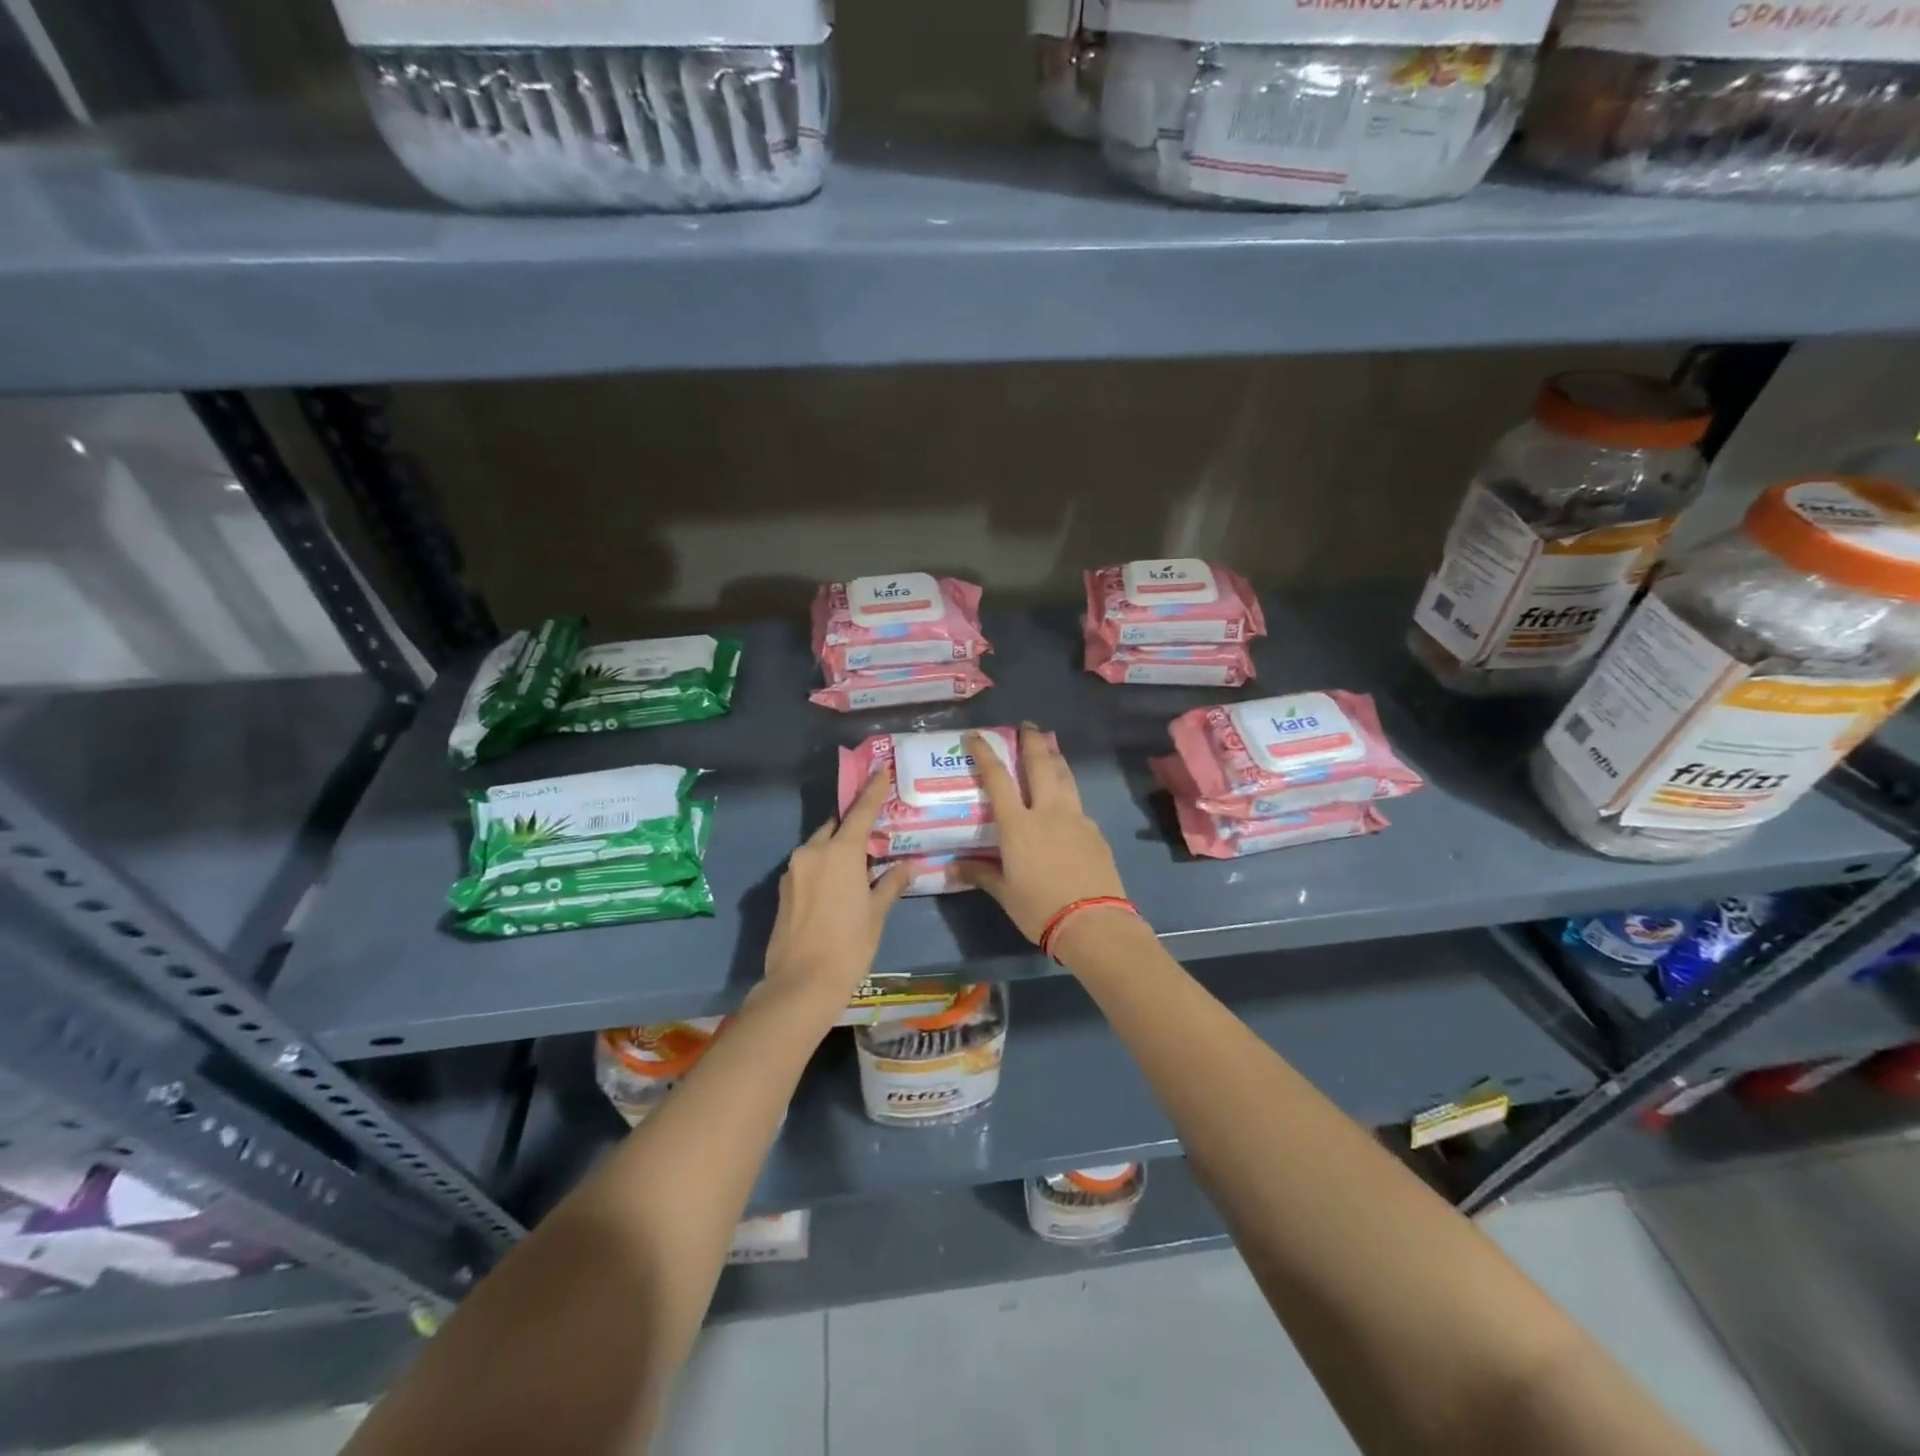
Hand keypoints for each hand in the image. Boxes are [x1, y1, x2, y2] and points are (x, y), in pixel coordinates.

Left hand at [763, 771, 908, 1003]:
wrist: (800, 985)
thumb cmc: (848, 946)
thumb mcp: (876, 914)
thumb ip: (891, 883)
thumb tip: (909, 866)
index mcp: (839, 852)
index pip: (860, 811)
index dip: (872, 790)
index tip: (881, 770)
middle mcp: (812, 852)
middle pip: (836, 827)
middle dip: (853, 826)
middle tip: (874, 834)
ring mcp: (793, 870)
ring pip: (819, 847)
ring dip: (837, 849)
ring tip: (858, 866)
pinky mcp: (782, 890)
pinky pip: (808, 867)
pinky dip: (823, 867)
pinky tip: (836, 888)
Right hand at [958, 725, 1132, 944]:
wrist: (1094, 923)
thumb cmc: (1040, 909)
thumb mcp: (1005, 894)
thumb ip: (981, 874)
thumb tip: (952, 867)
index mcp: (1018, 825)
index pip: (997, 779)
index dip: (985, 753)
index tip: (975, 736)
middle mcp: (1048, 812)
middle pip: (1040, 764)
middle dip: (1031, 741)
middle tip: (1027, 726)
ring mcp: (1076, 818)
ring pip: (1065, 777)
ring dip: (1055, 758)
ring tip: (1050, 748)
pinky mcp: (1095, 831)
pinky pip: (1078, 803)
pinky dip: (1068, 792)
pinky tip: (1066, 802)